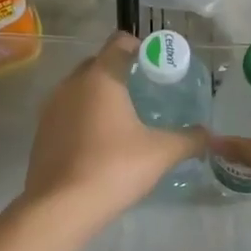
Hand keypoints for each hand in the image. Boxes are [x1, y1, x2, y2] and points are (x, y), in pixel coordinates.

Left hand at [21, 32, 205, 227]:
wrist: (60, 207)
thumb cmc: (114, 167)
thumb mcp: (161, 153)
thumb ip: (189, 139)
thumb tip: (208, 135)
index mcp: (100, 77)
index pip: (119, 43)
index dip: (139, 47)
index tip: (156, 64)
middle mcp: (71, 84)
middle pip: (97, 64)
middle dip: (119, 71)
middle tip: (144, 90)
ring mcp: (51, 108)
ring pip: (79, 89)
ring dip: (99, 95)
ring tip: (123, 117)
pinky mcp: (41, 132)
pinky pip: (66, 112)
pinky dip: (83, 117)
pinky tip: (99, 141)